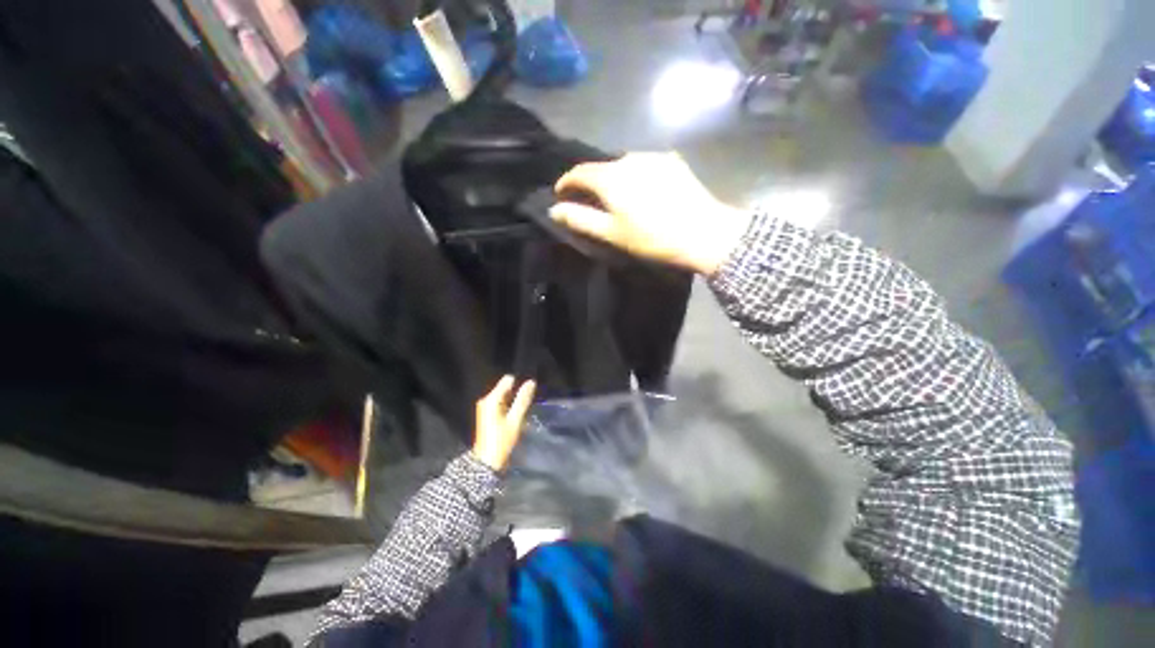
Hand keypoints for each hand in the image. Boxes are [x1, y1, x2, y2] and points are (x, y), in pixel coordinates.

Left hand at [472, 376, 535, 470]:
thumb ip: (523, 400)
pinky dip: (509, 406)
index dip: (519, 383)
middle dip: (517, 392)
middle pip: (505, 387)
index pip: (508, 380)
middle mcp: (486, 400)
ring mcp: (485, 407)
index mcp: (491, 399)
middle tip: (527, 402)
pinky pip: (500, 403)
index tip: (529, 391)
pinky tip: (515, 415)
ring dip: (513, 400)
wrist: (487, 462)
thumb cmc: (501, 441)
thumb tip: (531, 382)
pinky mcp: (487, 414)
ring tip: (522, 410)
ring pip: (504, 396)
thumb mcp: (515, 420)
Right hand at [550, 152, 751, 275]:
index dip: (566, 182)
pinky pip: (643, 164)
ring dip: (614, 177)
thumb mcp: (612, 233)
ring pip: (623, 164)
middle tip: (590, 201)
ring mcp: (653, 156)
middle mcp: (629, 158)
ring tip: (618, 197)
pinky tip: (643, 191)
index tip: (561, 193)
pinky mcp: (672, 160)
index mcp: (611, 177)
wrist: (703, 233)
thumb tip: (554, 210)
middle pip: (601, 166)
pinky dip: (635, 175)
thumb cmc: (652, 238)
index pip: (579, 171)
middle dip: (591, 182)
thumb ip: (581, 219)